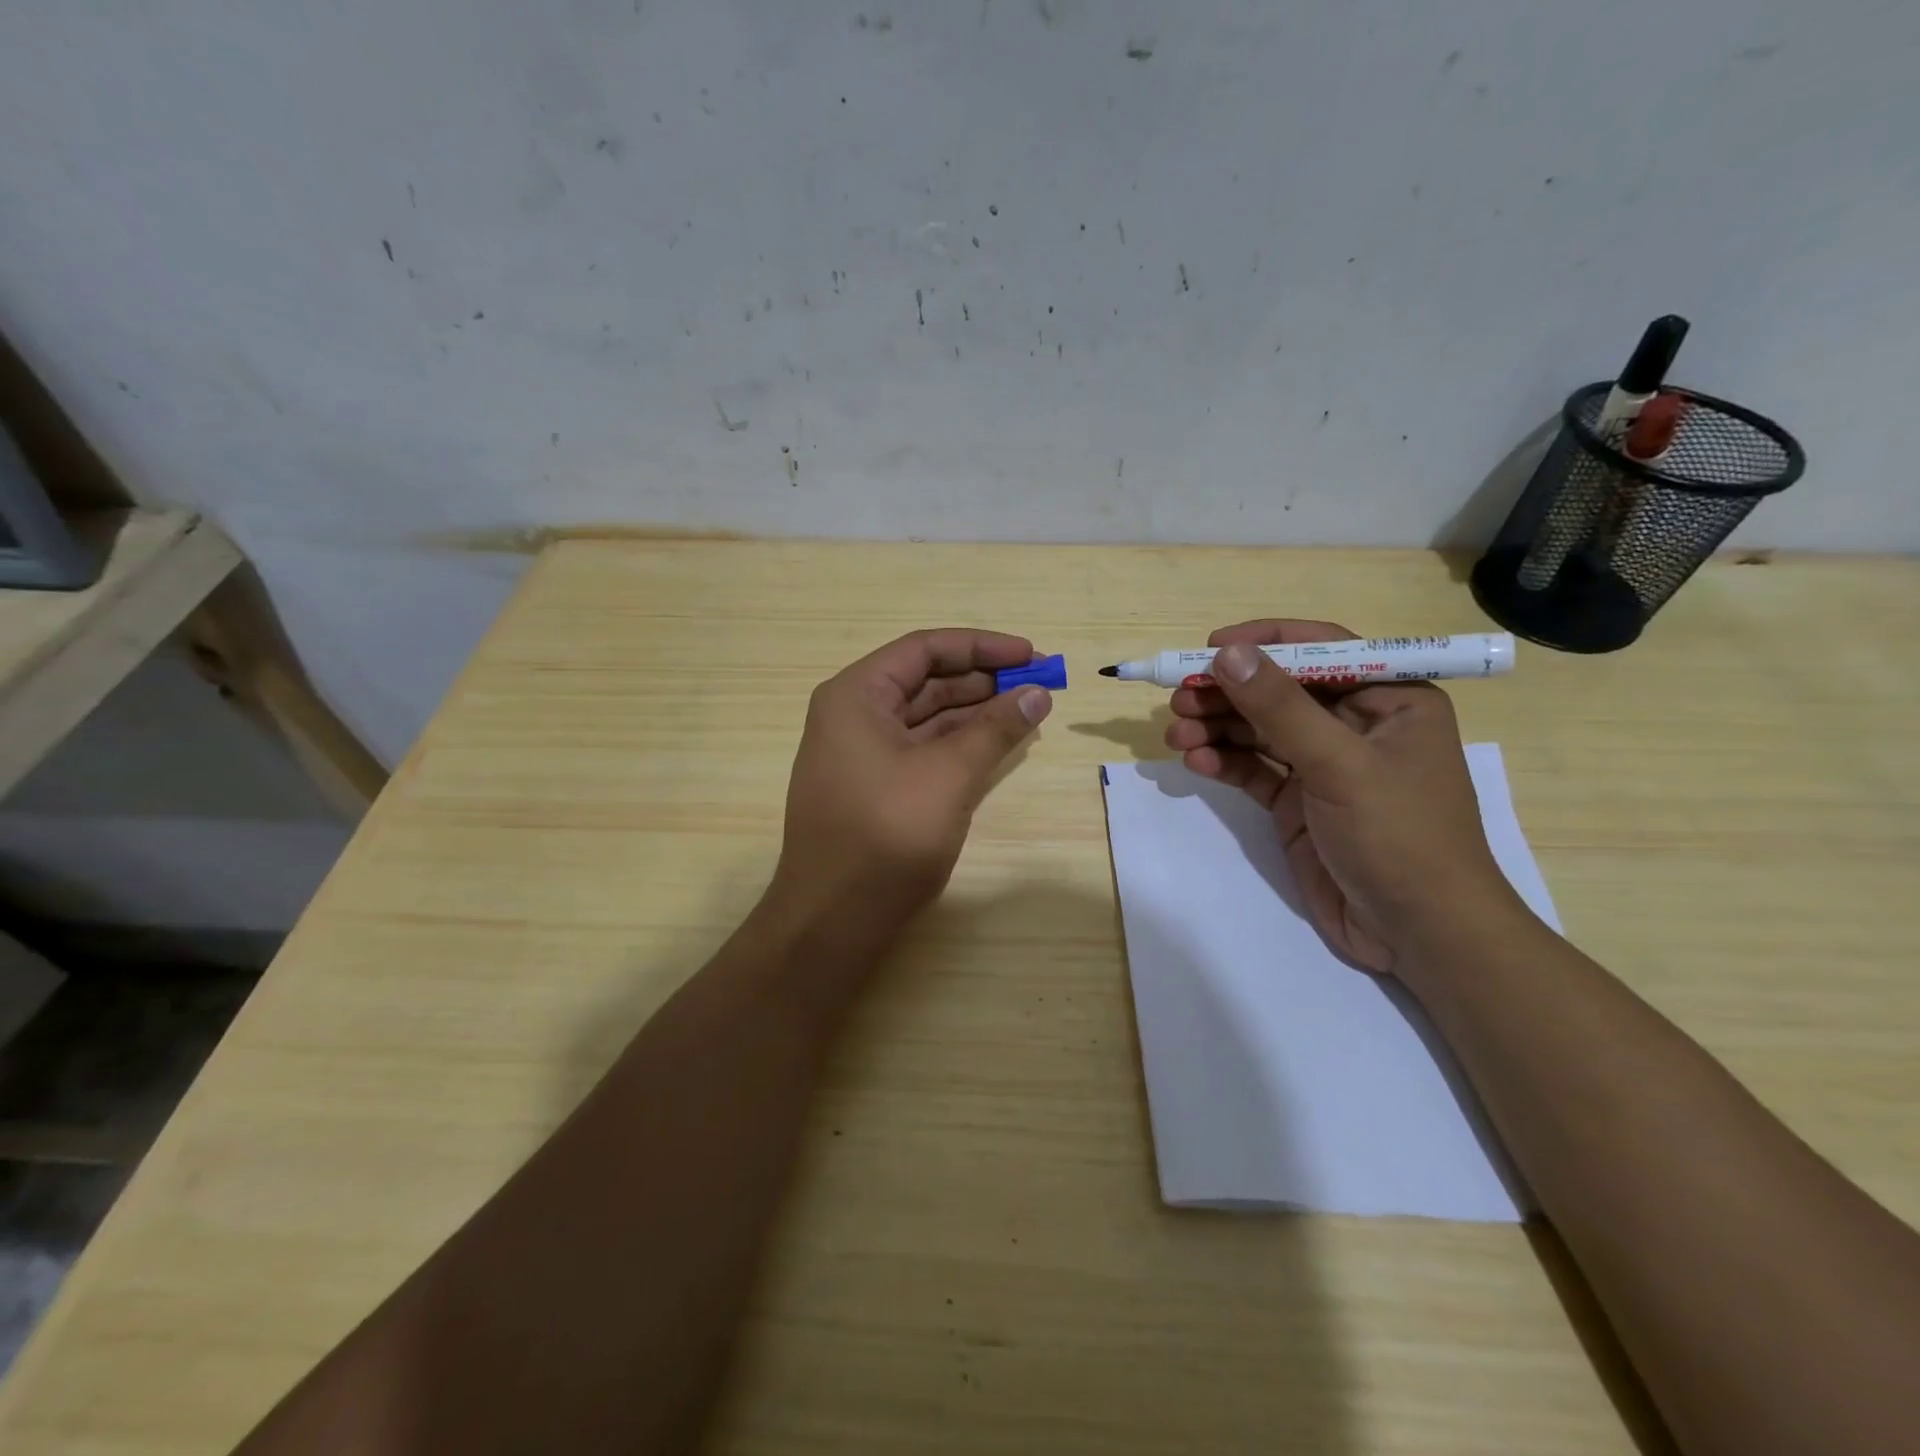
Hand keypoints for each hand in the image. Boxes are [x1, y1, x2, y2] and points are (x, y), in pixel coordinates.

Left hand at [770, 628, 1050, 930]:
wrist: (834, 918)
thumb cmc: (887, 833)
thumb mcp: (949, 773)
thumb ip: (995, 728)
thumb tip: (1037, 694)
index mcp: (856, 695)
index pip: (924, 649)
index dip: (981, 647)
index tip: (1030, 654)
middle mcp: (853, 715)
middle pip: (925, 680)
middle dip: (982, 680)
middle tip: (1037, 686)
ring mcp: (861, 754)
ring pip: (926, 717)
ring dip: (975, 713)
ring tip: (1027, 712)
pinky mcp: (874, 788)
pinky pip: (921, 750)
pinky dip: (958, 744)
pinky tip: (996, 744)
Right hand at [1163, 619, 1517, 978]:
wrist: (1418, 934)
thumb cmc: (1398, 836)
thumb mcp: (1340, 765)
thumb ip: (1280, 708)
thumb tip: (1228, 653)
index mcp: (1390, 699)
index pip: (1322, 650)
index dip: (1265, 642)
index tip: (1210, 647)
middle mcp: (1355, 724)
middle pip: (1279, 690)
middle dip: (1228, 693)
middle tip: (1180, 698)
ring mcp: (1323, 765)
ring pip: (1259, 730)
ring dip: (1217, 728)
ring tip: (1176, 734)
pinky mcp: (1298, 802)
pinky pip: (1253, 769)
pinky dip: (1223, 762)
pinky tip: (1196, 762)